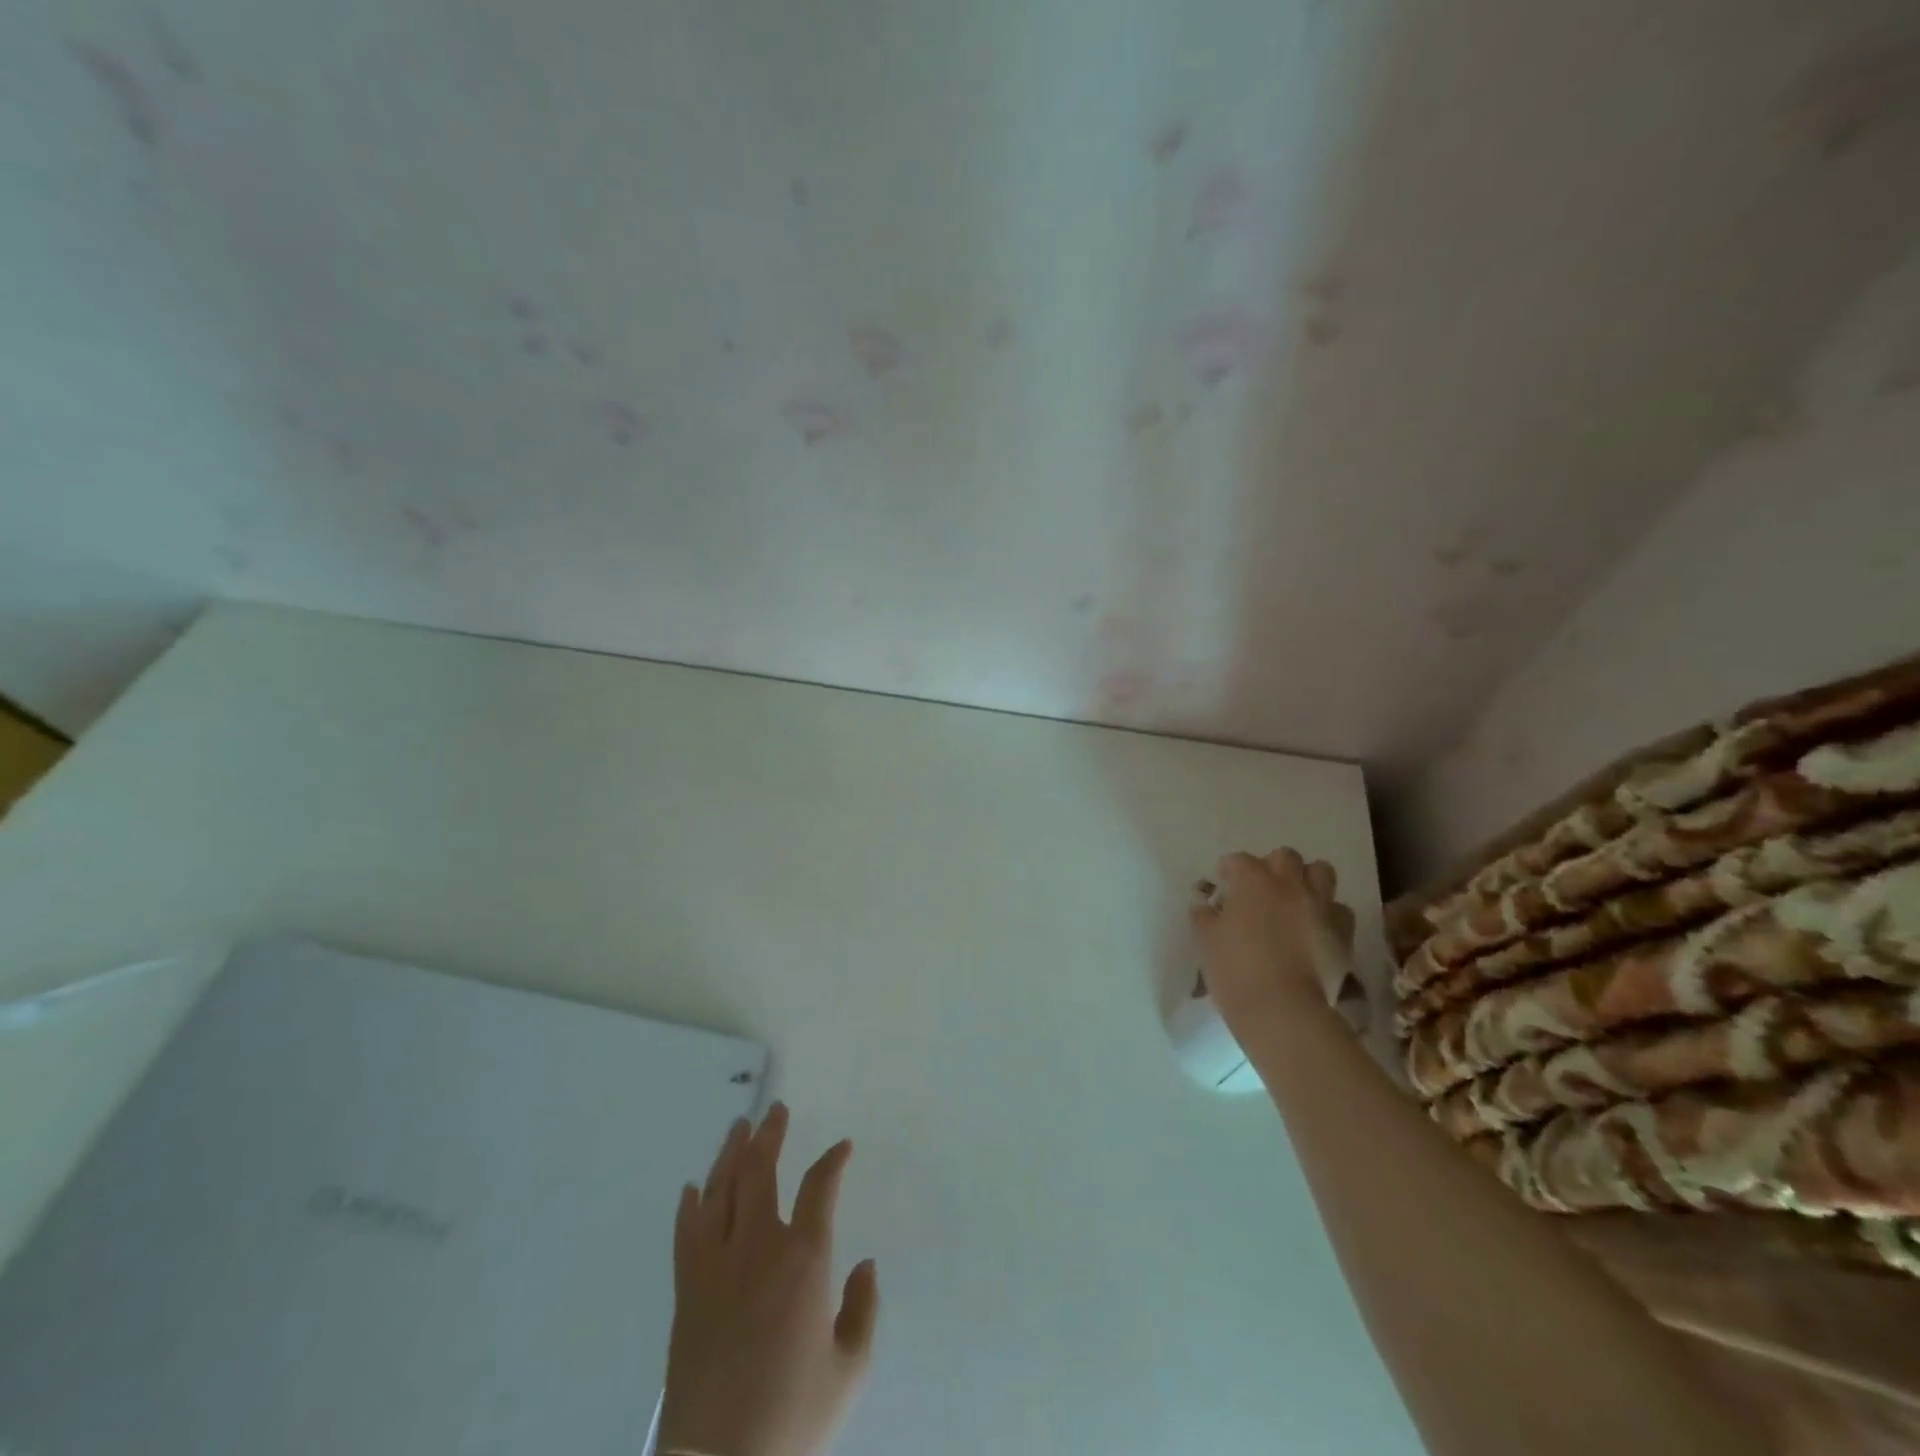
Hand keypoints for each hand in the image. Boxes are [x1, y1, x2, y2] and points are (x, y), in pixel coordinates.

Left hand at [659, 1103, 879, 1455]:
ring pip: (720, 1190)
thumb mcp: (849, 1371)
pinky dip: (691, 1204)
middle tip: (776, 1110)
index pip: (821, 1187)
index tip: (842, 1147)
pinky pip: (686, 1232)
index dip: (833, 1160)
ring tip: (739, 1128)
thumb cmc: (792, 1419)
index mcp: (803, 1260)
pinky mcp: (687, 1290)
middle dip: (770, 1134)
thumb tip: (865, 1264)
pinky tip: (693, 1187)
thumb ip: (863, 1310)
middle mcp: (758, 1247)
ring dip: (730, 1153)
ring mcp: (716, 1265)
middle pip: (760, 1171)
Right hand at [1189, 848, 1356, 1037]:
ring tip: (1294, 901)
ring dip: (1307, 880)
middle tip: (1261, 889)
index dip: (1229, 870)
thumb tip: (1204, 904)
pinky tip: (1316, 928)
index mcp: (1253, 881)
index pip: (1239, 860)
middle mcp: (1289, 884)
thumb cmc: (1235, 969)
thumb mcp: (1205, 939)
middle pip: (1285, 857)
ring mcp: (1320, 906)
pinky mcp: (1342, 932)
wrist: (1282, 1009)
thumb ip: (1203, 914)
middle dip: (1272, 867)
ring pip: (1321, 872)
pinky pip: (1339, 909)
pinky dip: (1328, 913)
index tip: (1223, 884)